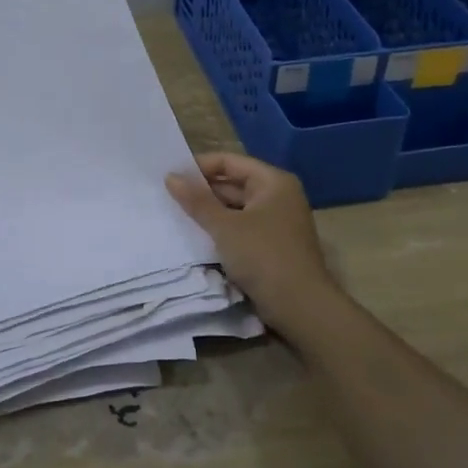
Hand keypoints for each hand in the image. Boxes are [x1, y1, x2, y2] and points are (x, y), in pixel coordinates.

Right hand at [166, 152, 338, 334]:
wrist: (300, 305)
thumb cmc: (264, 256)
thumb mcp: (225, 226)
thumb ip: (197, 201)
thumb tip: (171, 177)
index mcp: (273, 182)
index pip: (229, 161)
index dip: (199, 166)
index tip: (170, 176)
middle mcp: (277, 196)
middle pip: (233, 183)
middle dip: (202, 190)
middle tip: (167, 195)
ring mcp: (276, 221)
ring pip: (235, 208)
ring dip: (209, 211)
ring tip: (175, 214)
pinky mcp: (271, 244)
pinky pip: (240, 227)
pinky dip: (220, 229)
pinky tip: (196, 235)